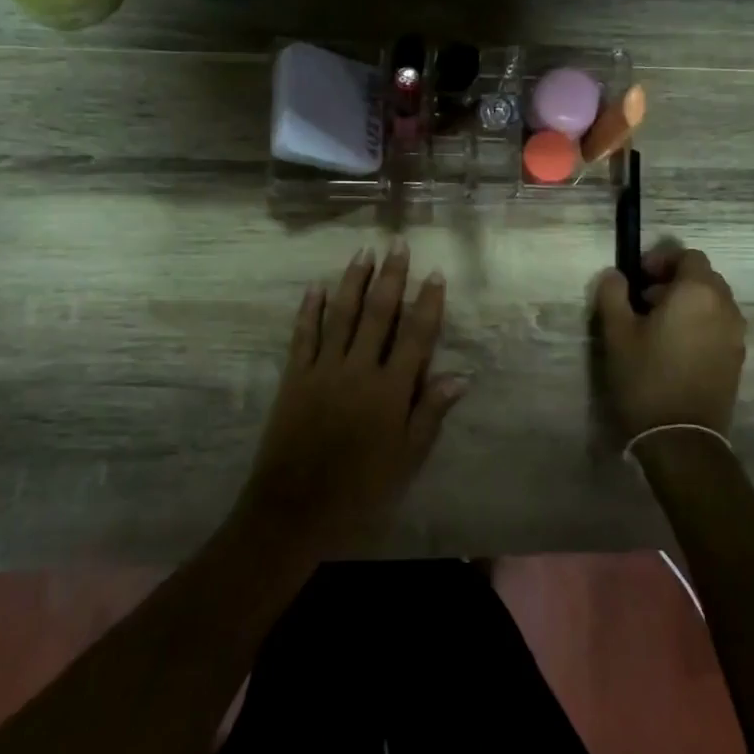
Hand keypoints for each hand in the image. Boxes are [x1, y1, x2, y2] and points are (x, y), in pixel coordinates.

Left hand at [235, 242, 468, 561]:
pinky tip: (316, 286)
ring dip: (353, 281)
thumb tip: (460, 376)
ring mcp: (323, 369)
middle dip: (391, 277)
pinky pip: (304, 335)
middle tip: (398, 244)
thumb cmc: (359, 490)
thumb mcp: (406, 460)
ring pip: (342, 315)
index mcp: (390, 390)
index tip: (434, 274)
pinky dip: (310, 309)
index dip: (427, 303)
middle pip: (378, 314)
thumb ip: (429, 414)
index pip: (415, 336)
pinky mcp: (295, 376)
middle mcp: (359, 369)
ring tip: (364, 252)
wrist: (294, 508)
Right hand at [593, 242, 746, 448]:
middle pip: (703, 277)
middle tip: (643, 299)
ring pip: (713, 302)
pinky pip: (719, 325)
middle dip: (674, 280)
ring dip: (687, 302)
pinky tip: (674, 347)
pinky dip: (699, 323)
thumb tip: (615, 275)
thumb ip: (613, 294)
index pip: (688, 256)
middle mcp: (725, 307)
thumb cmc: (646, 377)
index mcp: (697, 293)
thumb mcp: (617, 333)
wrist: (681, 437)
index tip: (638, 277)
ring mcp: (736, 334)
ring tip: (657, 325)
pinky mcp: (737, 358)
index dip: (662, 259)